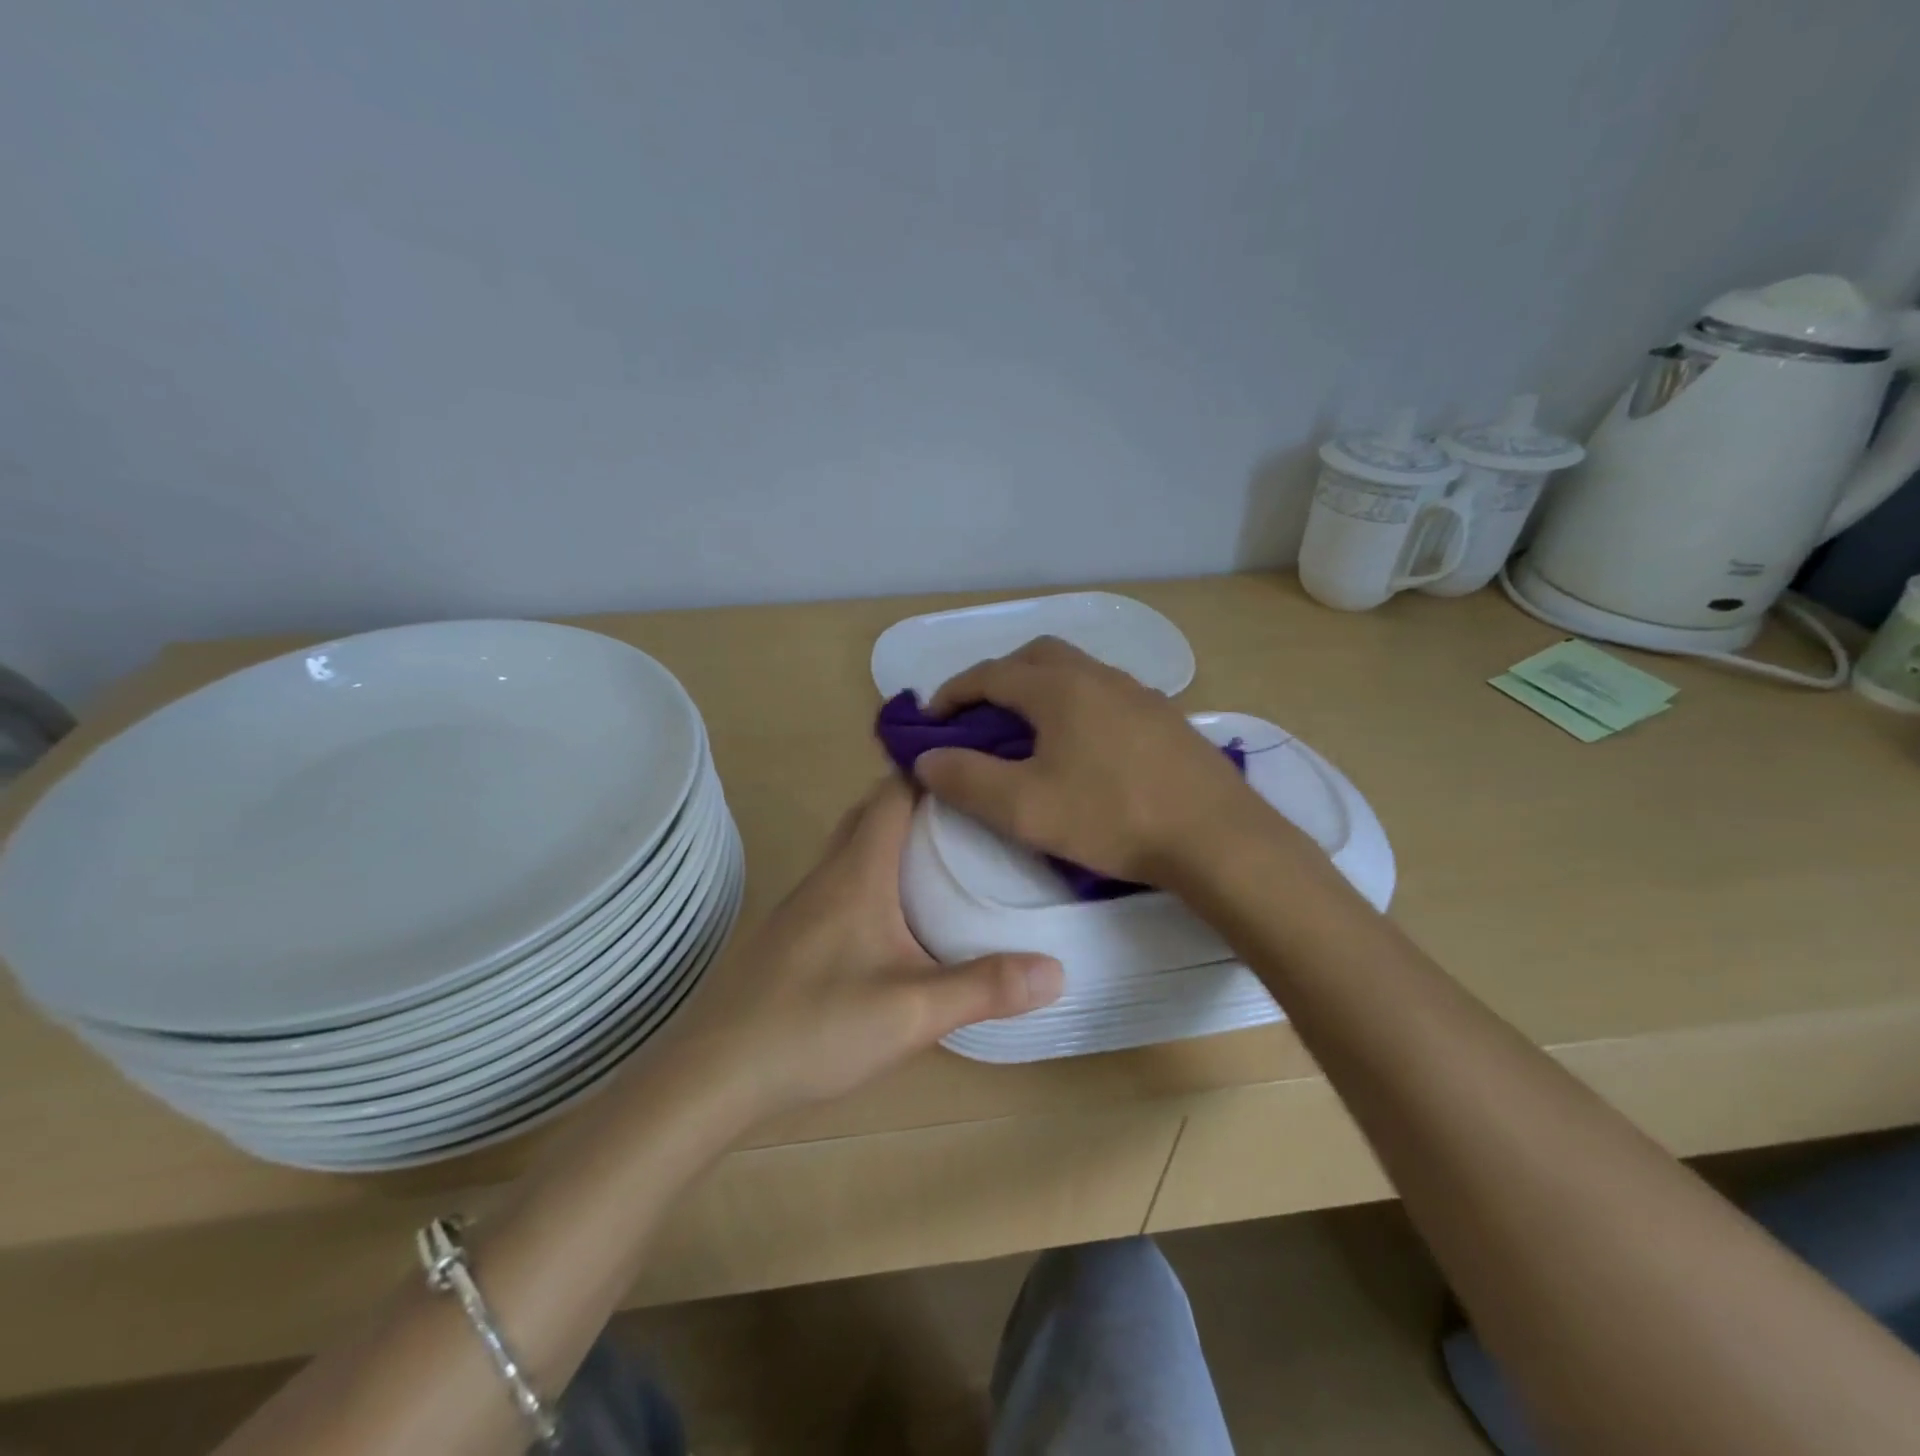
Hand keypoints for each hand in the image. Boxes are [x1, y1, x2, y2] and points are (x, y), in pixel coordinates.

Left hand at [666, 777, 1063, 1118]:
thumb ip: (985, 987)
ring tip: (945, 853)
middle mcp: (828, 874)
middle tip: (971, 812)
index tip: (976, 766)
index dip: (931, 770)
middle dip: (918, 800)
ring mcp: (805, 903)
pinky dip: (875, 872)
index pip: (893, 792)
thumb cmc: (816, 1025)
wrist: (718, 1072)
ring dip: (893, 836)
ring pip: (854, 846)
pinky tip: (897, 913)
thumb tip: (1057, 968)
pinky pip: (842, 880)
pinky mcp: (795, 934)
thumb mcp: (913, 1011)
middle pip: (871, 812)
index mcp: (857, 870)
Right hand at [914, 636, 1268, 883]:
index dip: (952, 693)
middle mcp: (1097, 675)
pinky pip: (1105, 693)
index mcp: (1058, 688)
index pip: (990, 674)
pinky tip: (1082, 746)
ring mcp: (1138, 692)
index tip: (930, 720)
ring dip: (1039, 688)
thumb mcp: (1025, 807)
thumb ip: (967, 780)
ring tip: (1027, 730)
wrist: (1216, 836)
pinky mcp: (1164, 716)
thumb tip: (926, 759)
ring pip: (1075, 671)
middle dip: (998, 678)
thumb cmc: (1112, 817)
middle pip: (1034, 656)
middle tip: (979, 716)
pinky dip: (1075, 704)